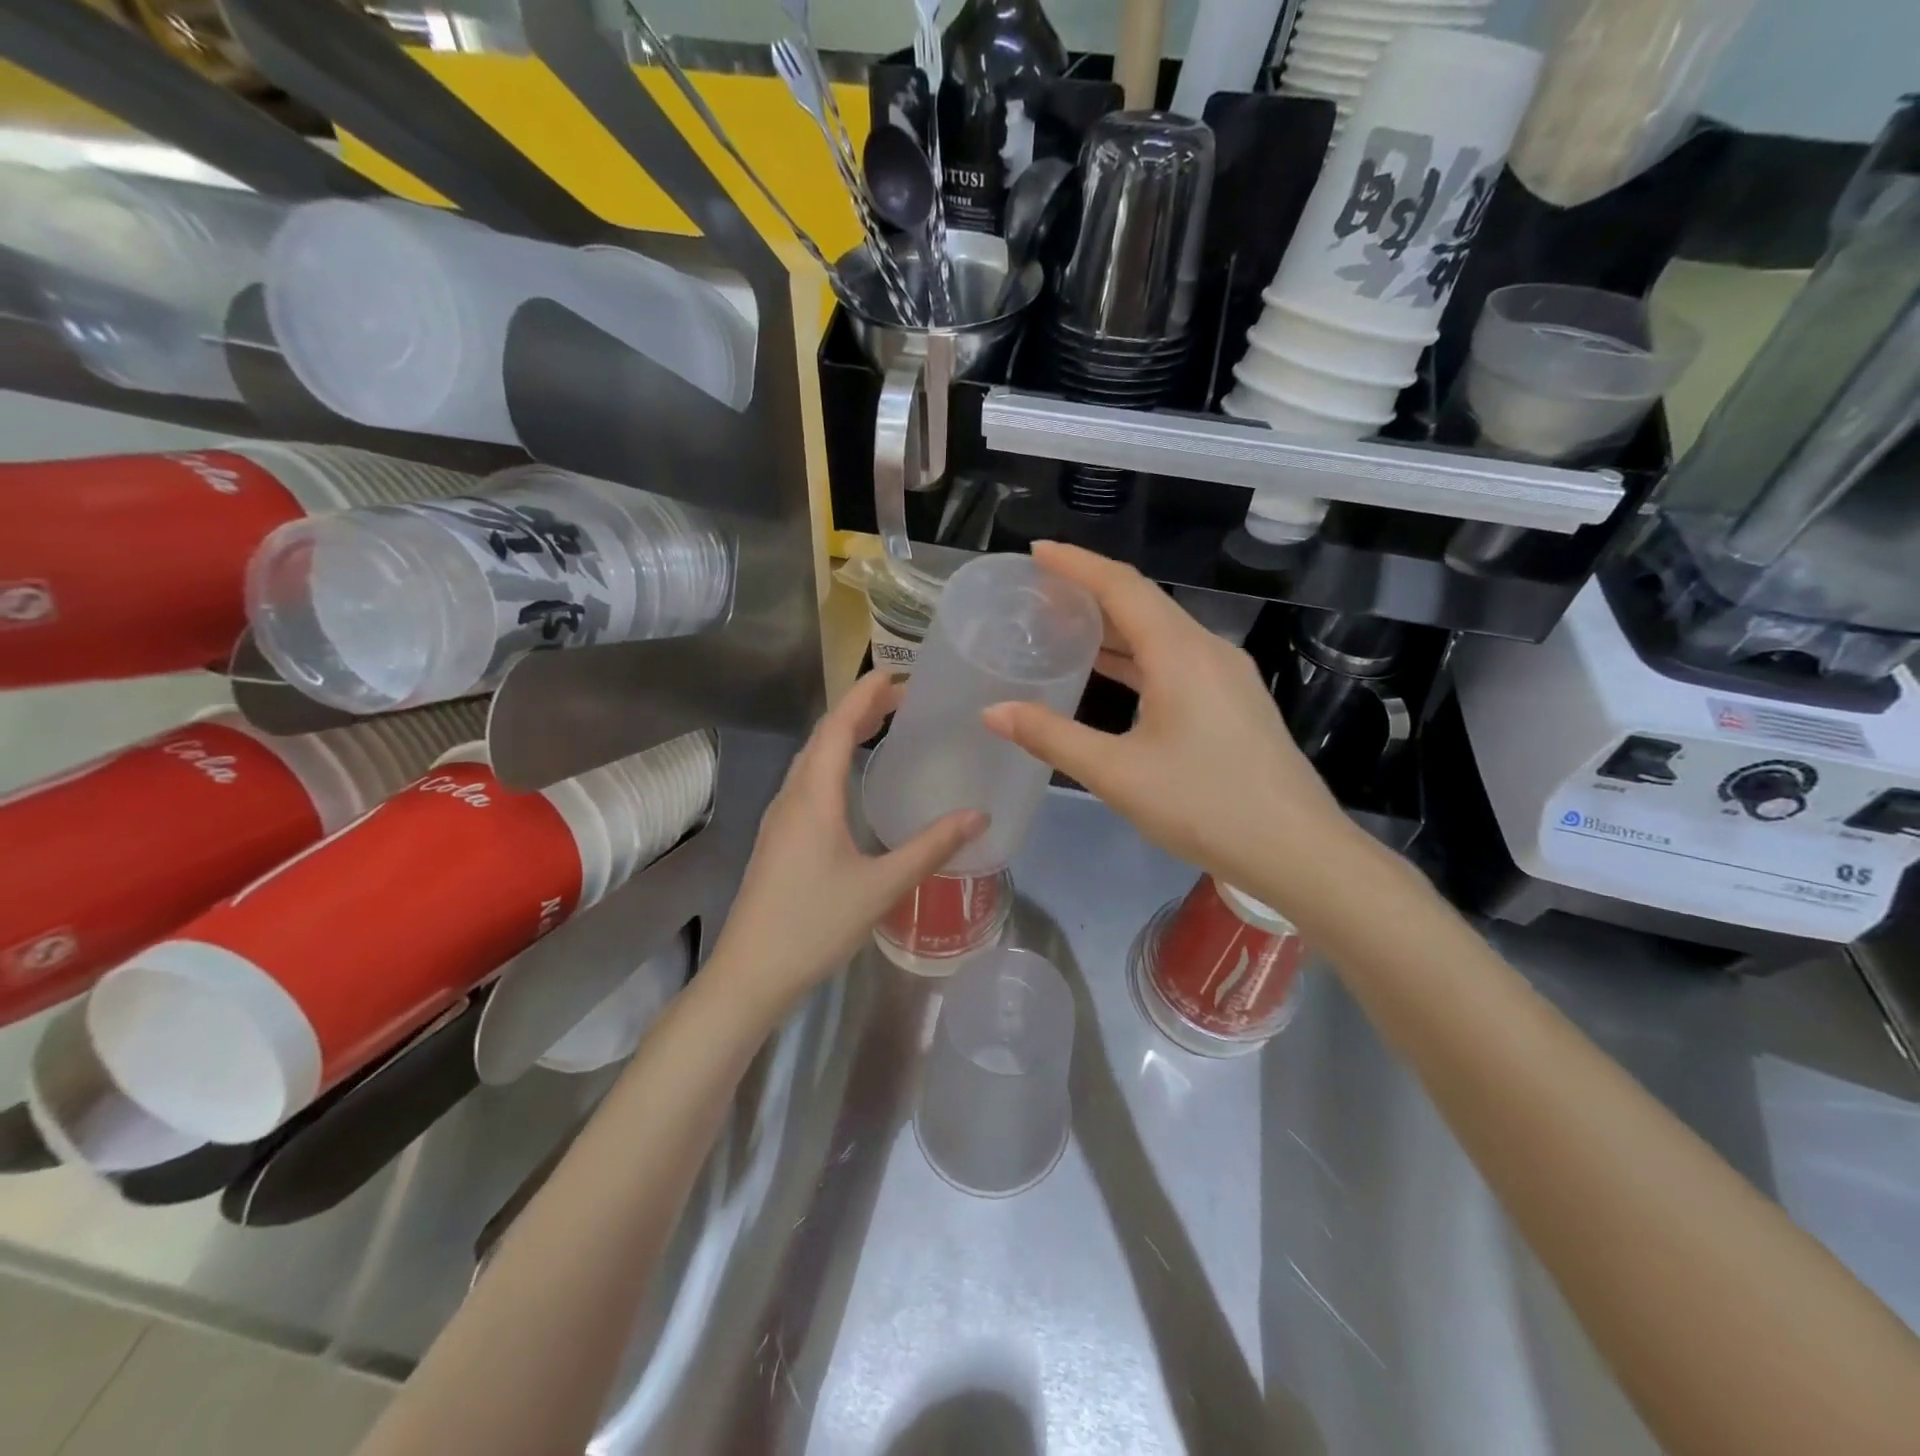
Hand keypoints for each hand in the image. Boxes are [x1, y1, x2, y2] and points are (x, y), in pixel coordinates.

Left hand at [709, 671, 985, 1010]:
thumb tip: (977, 816)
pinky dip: (833, 761)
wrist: (750, 973)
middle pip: (823, 736)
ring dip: (843, 735)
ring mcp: (779, 818)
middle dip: (859, 709)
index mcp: (813, 797)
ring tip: (881, 727)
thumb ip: (930, 848)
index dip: (865, 695)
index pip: (839, 727)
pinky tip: (852, 782)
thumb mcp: (881, 887)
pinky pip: (807, 782)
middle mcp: (791, 797)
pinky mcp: (777, 838)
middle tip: (901, 698)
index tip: (896, 673)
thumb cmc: (814, 925)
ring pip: (811, 759)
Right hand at [983, 542, 1353, 896]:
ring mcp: (1227, 675)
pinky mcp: (1234, 701)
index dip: (1076, 563)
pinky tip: (1111, 673)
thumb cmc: (1204, 806)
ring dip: (1114, 626)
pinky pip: (1177, 659)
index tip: (1035, 552)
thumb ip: (1052, 737)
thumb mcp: (1117, 774)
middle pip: (1143, 603)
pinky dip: (1137, 656)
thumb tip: (993, 711)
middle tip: (1039, 594)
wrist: (1295, 850)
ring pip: (1162, 632)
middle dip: (1090, 592)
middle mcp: (1208, 650)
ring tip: (1064, 627)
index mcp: (1181, 653)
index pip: (1121, 586)